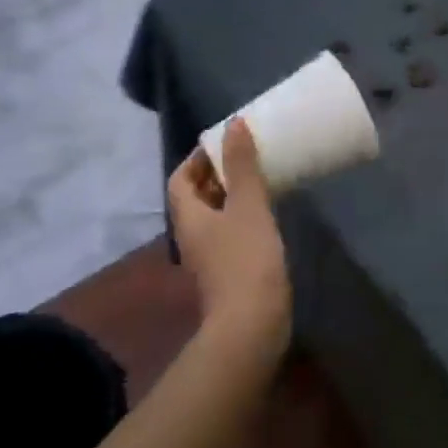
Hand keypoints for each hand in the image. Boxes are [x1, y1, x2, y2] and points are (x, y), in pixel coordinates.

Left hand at [168, 121, 291, 352]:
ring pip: (214, 216)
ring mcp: (208, 257)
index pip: (179, 179)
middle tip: (247, 156)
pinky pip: (229, 234)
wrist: (253, 323)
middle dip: (217, 174)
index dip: (196, 158)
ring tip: (260, 179)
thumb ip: (242, 165)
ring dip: (231, 196)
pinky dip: (242, 217)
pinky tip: (267, 215)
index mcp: (188, 217)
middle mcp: (191, 236)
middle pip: (195, 197)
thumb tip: (234, 124)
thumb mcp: (248, 205)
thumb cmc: (247, 258)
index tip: (224, 143)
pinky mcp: (228, 272)